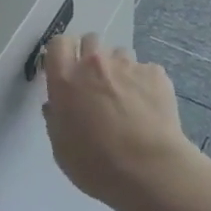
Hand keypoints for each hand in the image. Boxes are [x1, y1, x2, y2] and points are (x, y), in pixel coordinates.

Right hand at [41, 34, 198, 210]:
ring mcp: (126, 65)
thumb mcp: (61, 148)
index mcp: (65, 79)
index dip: (62, 53)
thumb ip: (56, 119)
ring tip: (126, 96)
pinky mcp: (154, 73)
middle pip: (90, 40)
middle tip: (95, 82)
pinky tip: (149, 107)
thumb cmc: (96, 165)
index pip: (57, 43)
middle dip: (90, 56)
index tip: (65, 69)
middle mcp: (93, 63)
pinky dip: (144, 83)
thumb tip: (56, 106)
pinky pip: (145, 70)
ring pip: (119, 53)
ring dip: (118, 68)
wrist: (150, 171)